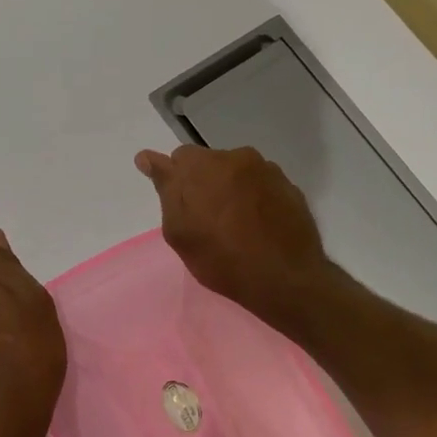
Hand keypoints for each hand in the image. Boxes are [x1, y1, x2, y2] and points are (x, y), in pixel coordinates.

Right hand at [134, 145, 333, 328]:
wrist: (286, 279)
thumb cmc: (222, 260)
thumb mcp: (180, 232)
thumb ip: (165, 189)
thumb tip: (148, 157)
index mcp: (204, 165)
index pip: (178, 158)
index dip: (175, 179)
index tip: (178, 202)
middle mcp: (236, 157)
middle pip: (209, 162)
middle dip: (202, 183)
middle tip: (205, 221)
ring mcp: (267, 170)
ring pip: (236, 172)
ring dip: (230, 189)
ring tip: (234, 225)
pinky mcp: (289, 186)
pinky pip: (260, 185)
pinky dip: (253, 198)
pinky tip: (256, 226)